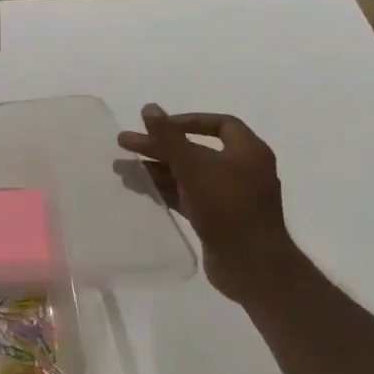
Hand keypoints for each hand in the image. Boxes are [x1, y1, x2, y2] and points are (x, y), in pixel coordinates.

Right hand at [118, 105, 297, 296]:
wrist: (252, 266)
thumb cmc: (227, 207)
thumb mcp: (194, 167)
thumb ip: (169, 137)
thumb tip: (149, 107)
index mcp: (248, 151)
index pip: (219, 124)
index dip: (186, 121)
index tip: (157, 126)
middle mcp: (242, 170)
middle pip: (195, 150)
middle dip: (159, 147)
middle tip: (125, 144)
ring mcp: (230, 196)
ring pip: (188, 174)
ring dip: (156, 169)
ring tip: (121, 168)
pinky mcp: (218, 218)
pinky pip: (187, 196)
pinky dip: (165, 190)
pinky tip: (139, 188)